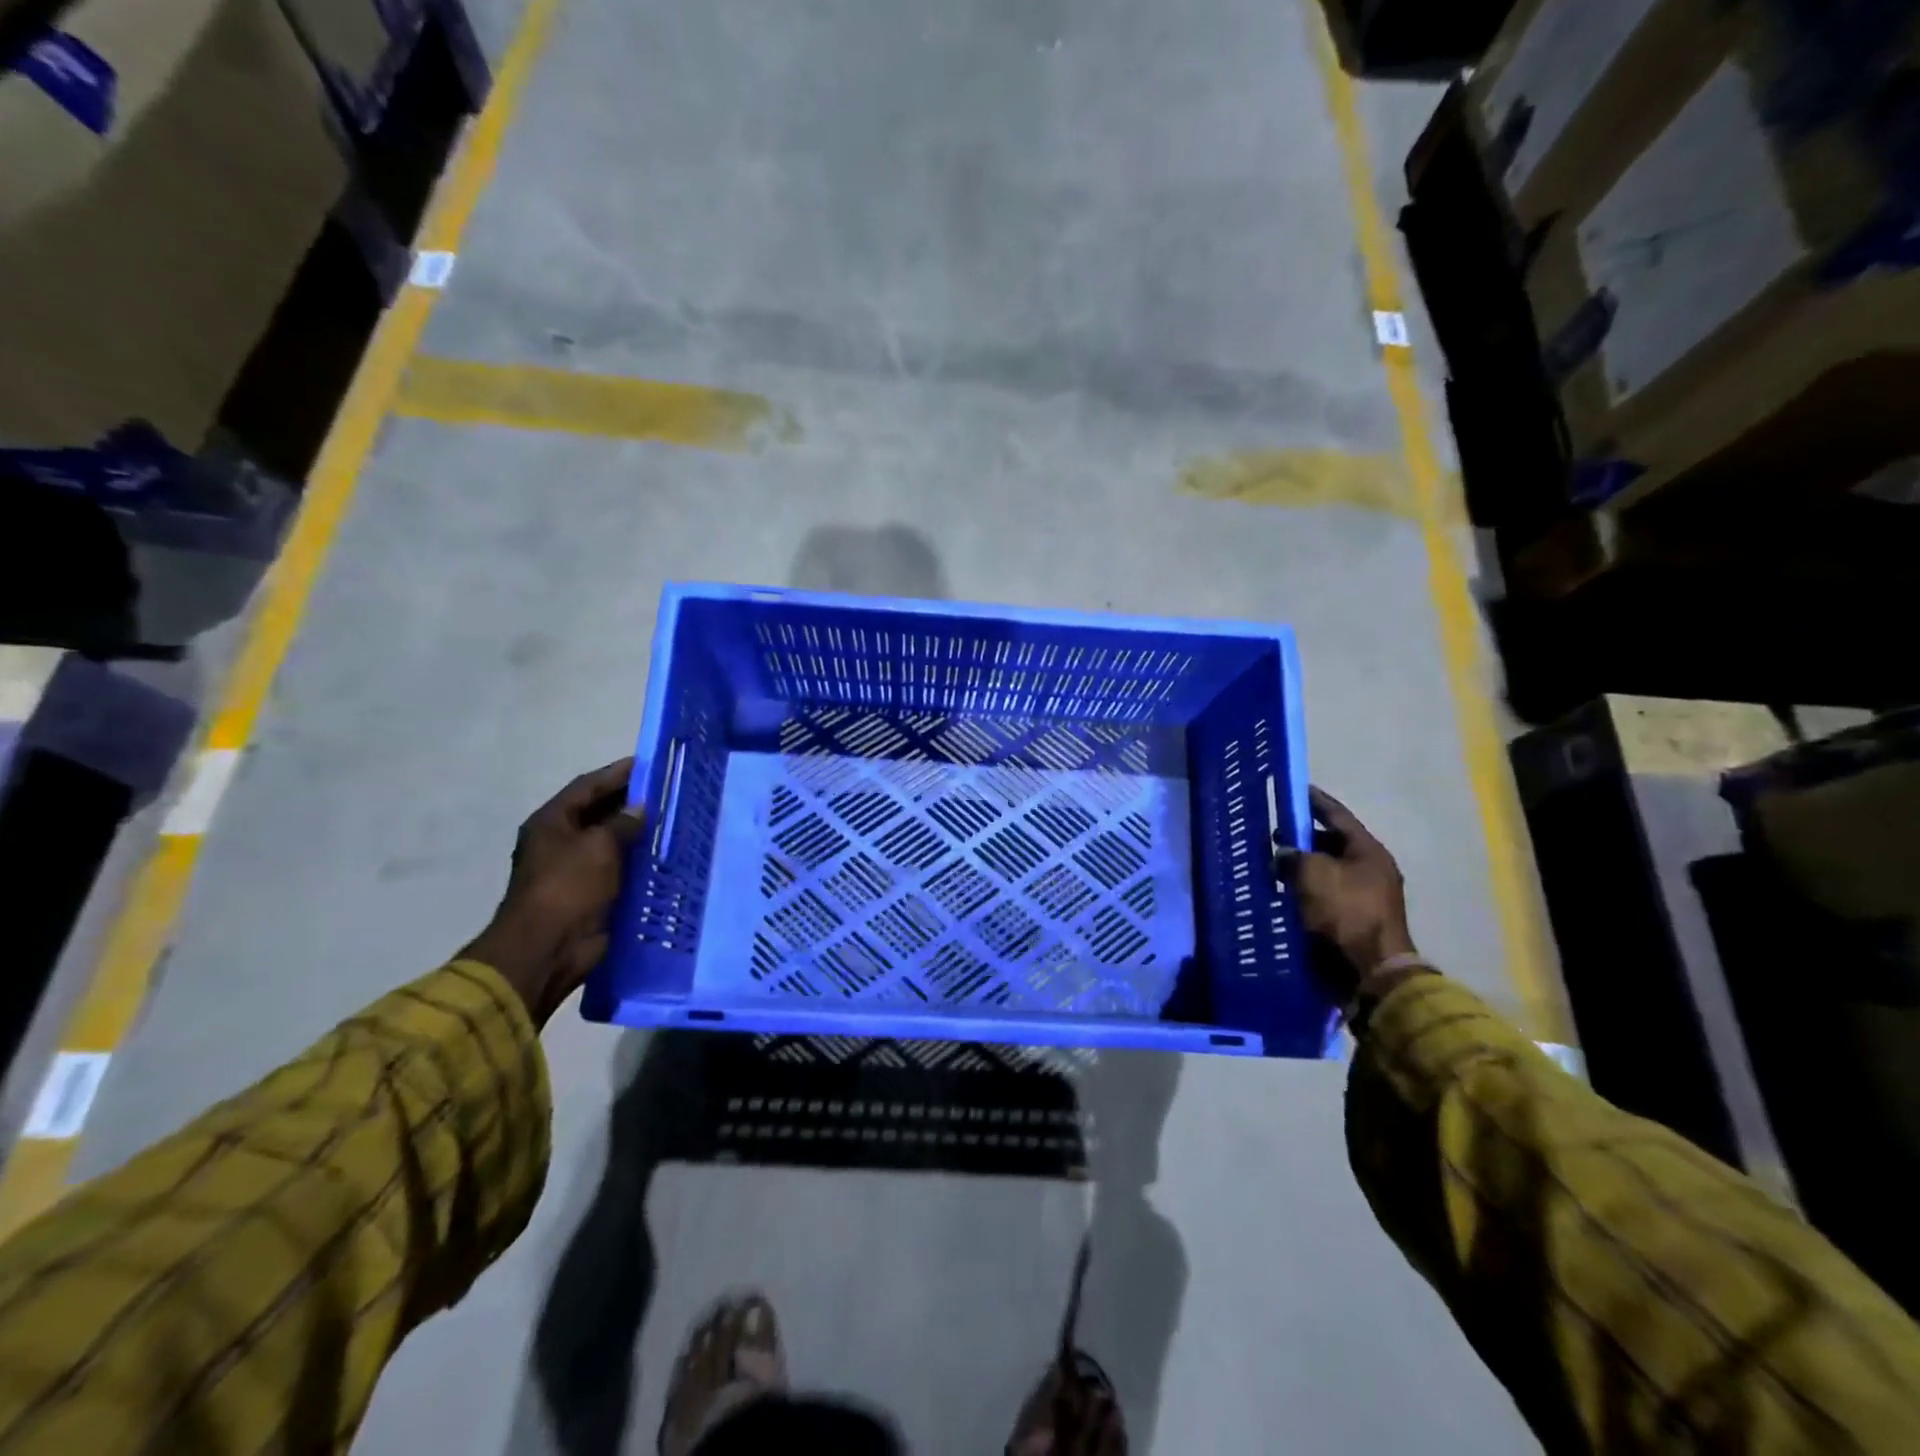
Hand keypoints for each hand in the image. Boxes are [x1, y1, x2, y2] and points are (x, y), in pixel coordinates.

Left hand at [461, 759, 643, 1026]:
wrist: (548, 948)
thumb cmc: (568, 887)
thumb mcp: (598, 846)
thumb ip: (622, 822)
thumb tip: (639, 808)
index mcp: (552, 822)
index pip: (588, 786)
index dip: (618, 773)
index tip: (650, 764)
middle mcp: (561, 840)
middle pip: (599, 811)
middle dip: (631, 801)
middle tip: (668, 791)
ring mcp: (576, 868)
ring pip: (612, 840)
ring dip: (637, 832)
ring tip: (672, 819)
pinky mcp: (592, 892)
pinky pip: (619, 867)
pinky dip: (638, 860)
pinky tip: (665, 854)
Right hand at [1277, 787, 1415, 1002]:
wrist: (1369, 970)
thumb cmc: (1344, 912)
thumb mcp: (1312, 874)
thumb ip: (1294, 856)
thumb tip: (1284, 855)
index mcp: (1368, 851)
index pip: (1337, 816)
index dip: (1315, 801)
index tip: (1295, 789)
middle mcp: (1370, 870)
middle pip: (1332, 844)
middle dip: (1303, 839)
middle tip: (1274, 835)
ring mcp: (1364, 897)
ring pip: (1327, 872)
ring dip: (1302, 868)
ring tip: (1273, 866)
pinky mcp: (1353, 921)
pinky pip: (1324, 896)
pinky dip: (1305, 891)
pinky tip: (1284, 893)